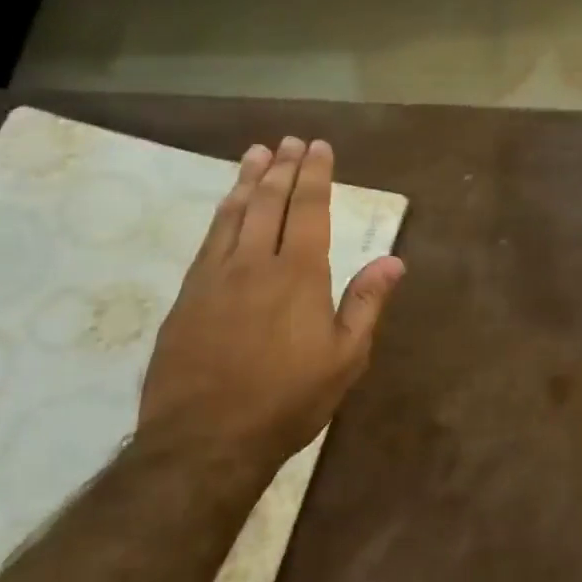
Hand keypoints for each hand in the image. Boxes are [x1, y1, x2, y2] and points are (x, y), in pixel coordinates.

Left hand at [139, 137, 405, 478]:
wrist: (205, 440)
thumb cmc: (288, 400)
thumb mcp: (345, 358)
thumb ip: (366, 303)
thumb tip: (393, 259)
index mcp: (298, 275)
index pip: (308, 209)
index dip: (314, 175)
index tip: (318, 146)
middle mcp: (254, 263)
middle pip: (268, 202)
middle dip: (282, 168)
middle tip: (289, 141)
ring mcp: (214, 277)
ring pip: (232, 215)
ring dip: (247, 181)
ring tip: (256, 154)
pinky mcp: (187, 297)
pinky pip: (208, 240)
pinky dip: (221, 213)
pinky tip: (225, 206)